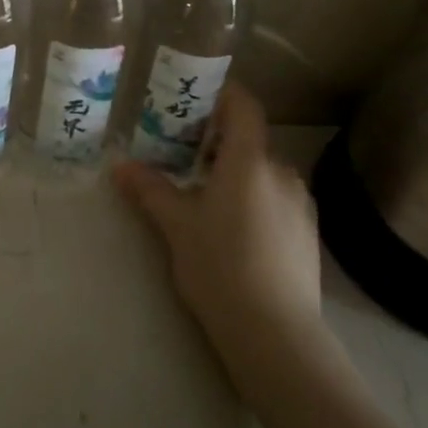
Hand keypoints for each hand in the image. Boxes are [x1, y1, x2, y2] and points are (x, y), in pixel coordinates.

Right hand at [113, 82, 327, 376]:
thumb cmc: (219, 265)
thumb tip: (119, 165)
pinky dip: (254, 197)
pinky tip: (234, 229)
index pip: (244, 106)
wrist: (275, 333)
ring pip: (263, 171)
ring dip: (236, 172)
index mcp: (250, 161)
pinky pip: (277, 197)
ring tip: (205, 196)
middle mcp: (281, 172)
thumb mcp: (176, 225)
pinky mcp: (308, 233)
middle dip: (218, 141)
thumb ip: (150, 188)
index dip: (222, 94)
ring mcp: (301, 203)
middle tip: (183, 156)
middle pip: (250, 141)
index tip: (193, 99)